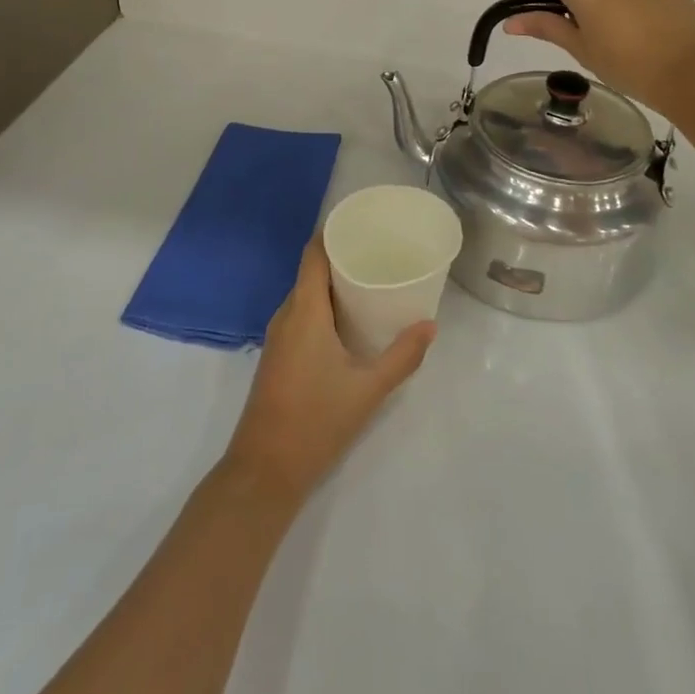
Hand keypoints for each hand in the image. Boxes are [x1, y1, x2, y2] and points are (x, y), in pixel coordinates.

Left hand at [222, 237, 434, 506]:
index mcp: (304, 310)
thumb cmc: (316, 421)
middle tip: (380, 251)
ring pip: (306, 295)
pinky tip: (350, 321)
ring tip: (372, 280)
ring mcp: (278, 336)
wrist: (264, 470)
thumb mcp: (368, 389)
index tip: (364, 223)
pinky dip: (325, 307)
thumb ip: (402, 356)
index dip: (333, 232)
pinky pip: (302, 315)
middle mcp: (286, 315)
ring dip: (334, 284)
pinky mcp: (278, 355)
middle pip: (311, 271)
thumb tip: (430, 325)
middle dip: (343, 257)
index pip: (313, 253)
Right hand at [504, 0, 694, 115]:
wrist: (690, 73)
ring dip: (611, 0)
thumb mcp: (580, 49)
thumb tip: (510, 21)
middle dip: (582, 0)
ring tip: (627, 36)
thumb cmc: (626, 66)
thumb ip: (545, 27)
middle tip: (594, 36)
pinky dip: (638, 2)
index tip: (557, 17)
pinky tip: (650, 32)